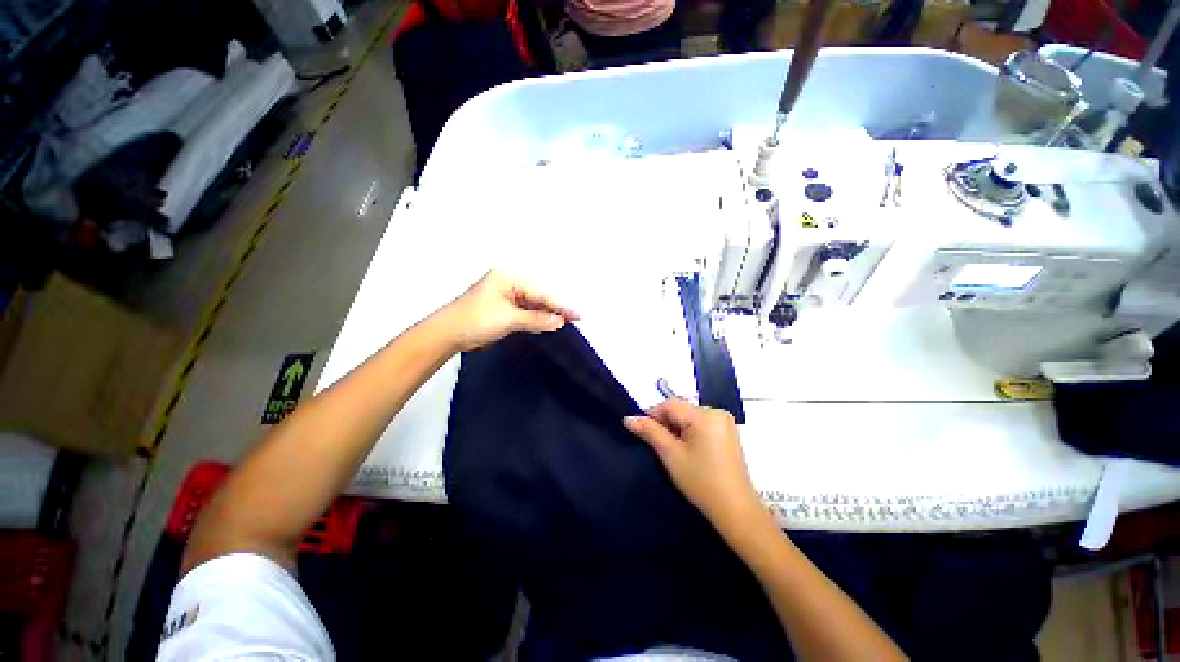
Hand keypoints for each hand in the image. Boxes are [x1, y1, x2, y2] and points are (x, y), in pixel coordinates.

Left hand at [441, 270, 577, 350]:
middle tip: (574, 319)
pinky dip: (534, 319)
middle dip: (554, 309)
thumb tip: (558, 321)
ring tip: (564, 323)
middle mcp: (507, 283)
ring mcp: (504, 295)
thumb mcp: (509, 319)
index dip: (559, 305)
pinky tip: (546, 324)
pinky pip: (524, 312)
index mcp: (508, 278)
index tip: (576, 314)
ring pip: (532, 305)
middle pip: (537, 297)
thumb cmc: (473, 320)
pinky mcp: (502, 308)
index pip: (540, 292)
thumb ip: (536, 319)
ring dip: (545, 315)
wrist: (447, 334)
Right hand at [624, 400, 762, 532]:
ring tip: (671, 449)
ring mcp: (725, 422)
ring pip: (690, 417)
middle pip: (681, 409)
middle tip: (656, 444)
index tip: (640, 430)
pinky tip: (687, 449)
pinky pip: (702, 424)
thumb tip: (628, 418)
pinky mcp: (729, 433)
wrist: (736, 510)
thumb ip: (649, 432)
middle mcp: (717, 412)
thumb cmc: (701, 481)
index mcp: (704, 414)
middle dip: (666, 423)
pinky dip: (690, 432)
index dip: (652, 414)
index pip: (670, 404)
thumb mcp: (670, 455)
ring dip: (677, 428)